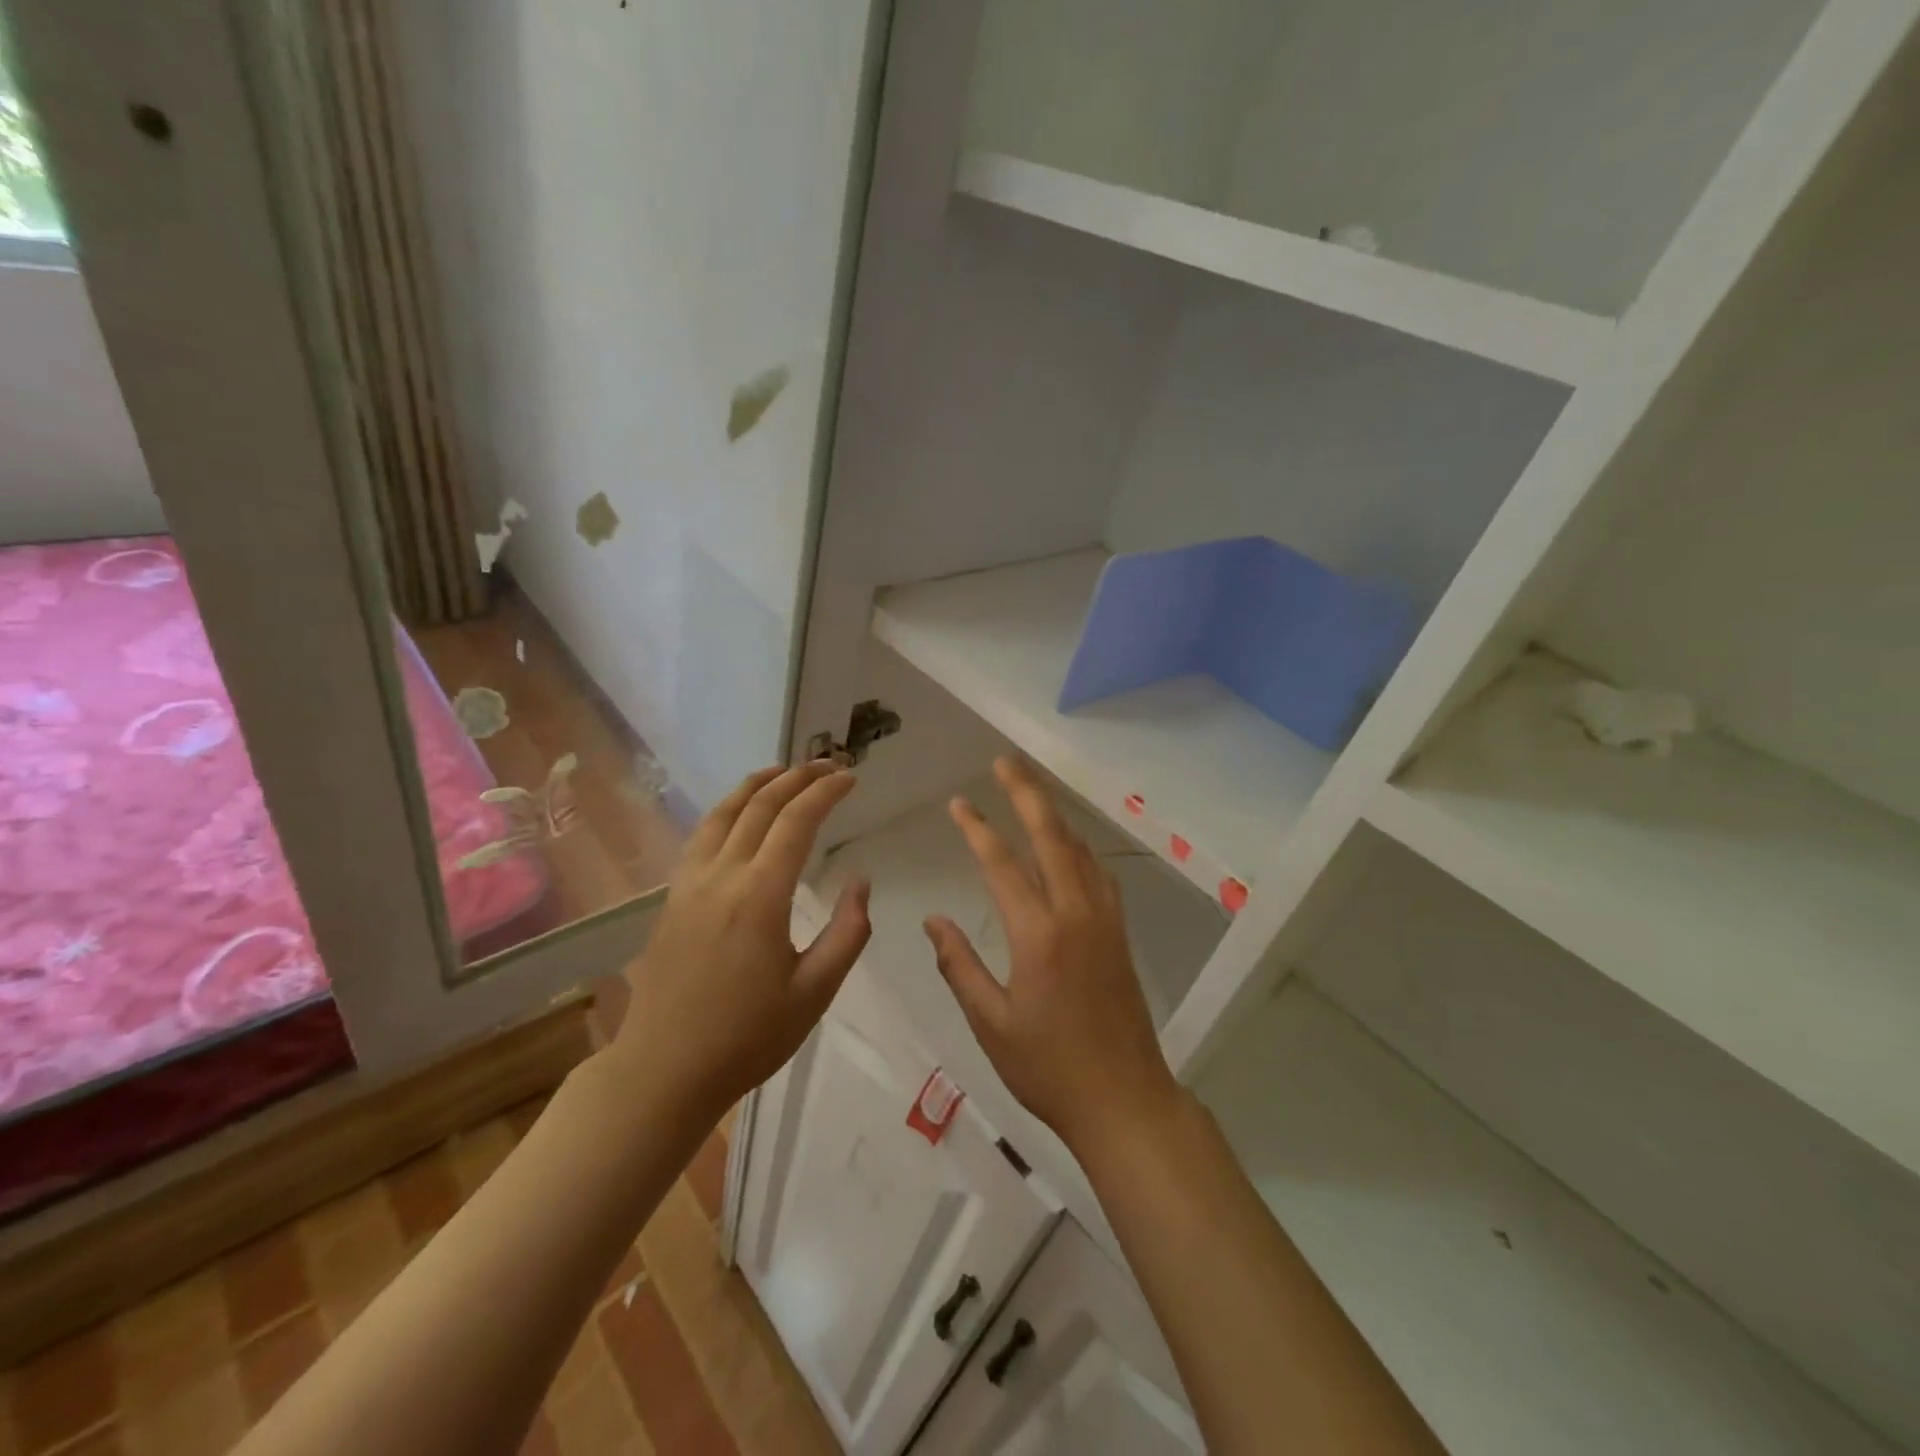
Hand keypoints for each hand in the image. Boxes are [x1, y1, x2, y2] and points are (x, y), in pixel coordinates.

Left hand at [614, 762, 870, 1116]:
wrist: (664, 1070)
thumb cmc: (748, 1036)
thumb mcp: (815, 992)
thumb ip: (847, 932)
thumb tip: (861, 882)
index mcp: (760, 895)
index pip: (796, 821)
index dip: (826, 792)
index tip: (851, 778)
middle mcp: (721, 876)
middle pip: (759, 806)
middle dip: (797, 778)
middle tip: (829, 765)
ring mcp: (689, 884)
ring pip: (723, 813)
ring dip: (757, 784)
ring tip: (784, 772)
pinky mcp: (672, 898)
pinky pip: (702, 835)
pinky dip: (728, 809)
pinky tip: (739, 814)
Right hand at [924, 757, 1180, 1157]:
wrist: (1124, 1099)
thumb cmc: (1049, 1068)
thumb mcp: (991, 1024)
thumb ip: (960, 967)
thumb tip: (933, 922)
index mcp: (1038, 935)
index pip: (1002, 865)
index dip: (978, 829)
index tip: (959, 803)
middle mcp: (1075, 914)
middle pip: (1051, 837)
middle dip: (1027, 795)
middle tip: (1005, 763)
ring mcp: (1104, 920)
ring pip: (1078, 850)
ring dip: (1054, 815)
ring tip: (1031, 791)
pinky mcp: (1119, 933)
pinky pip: (1098, 873)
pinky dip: (1078, 847)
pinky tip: (1069, 846)